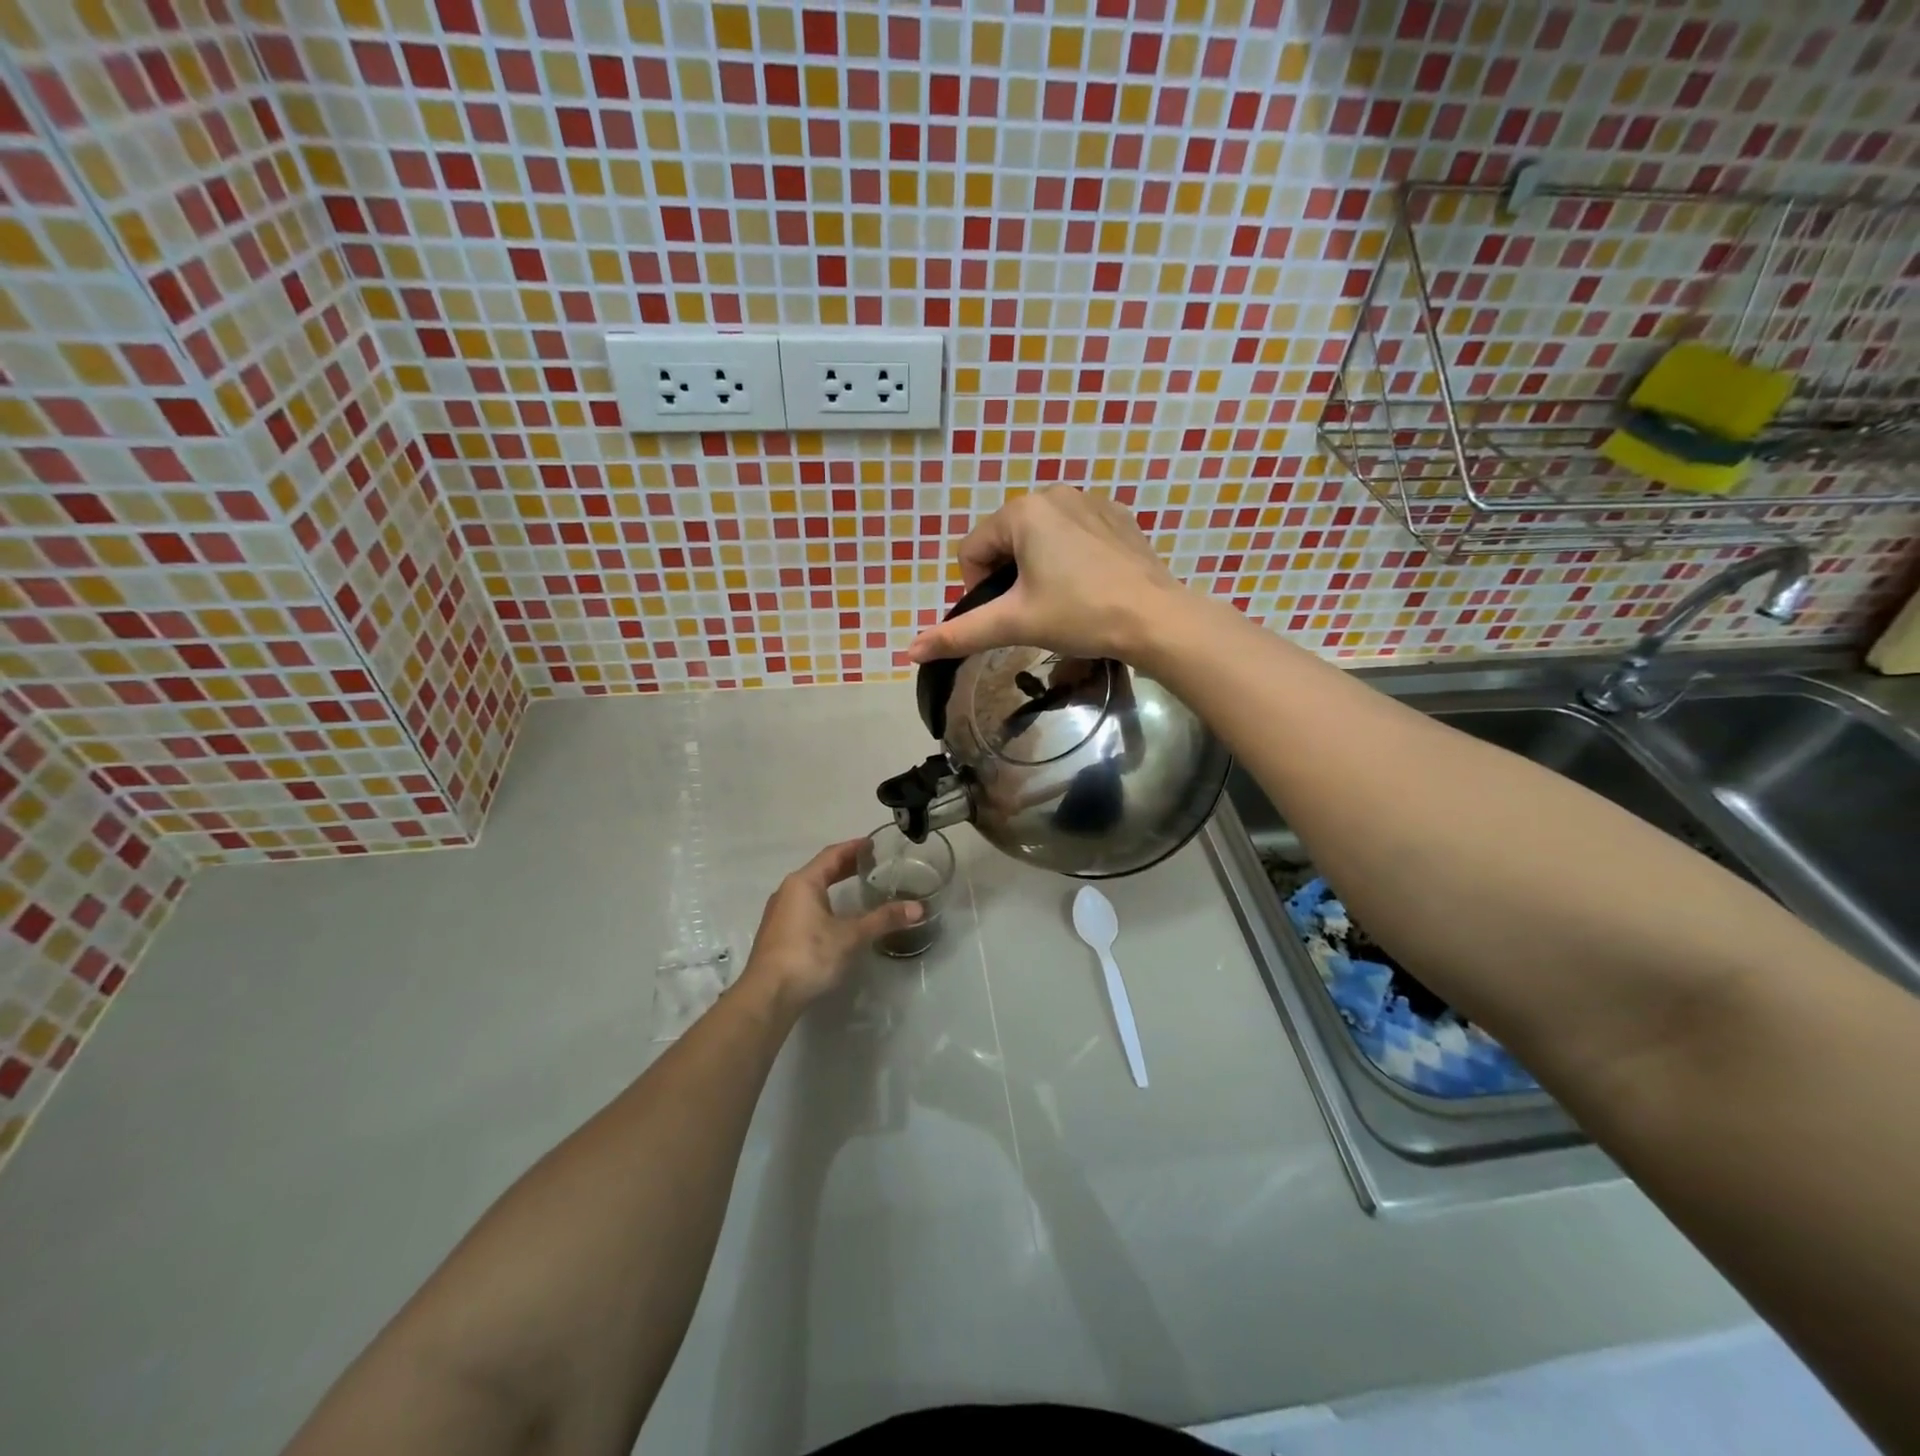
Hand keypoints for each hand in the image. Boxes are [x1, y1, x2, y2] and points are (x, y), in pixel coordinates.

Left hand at [738, 840, 921, 1011]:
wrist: (767, 995)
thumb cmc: (809, 955)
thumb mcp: (851, 936)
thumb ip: (883, 919)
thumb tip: (918, 909)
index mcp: (803, 883)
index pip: (832, 855)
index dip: (854, 847)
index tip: (873, 844)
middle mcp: (787, 892)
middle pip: (820, 870)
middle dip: (845, 866)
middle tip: (871, 864)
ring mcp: (779, 913)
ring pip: (810, 890)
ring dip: (833, 885)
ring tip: (857, 888)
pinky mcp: (777, 934)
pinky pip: (804, 907)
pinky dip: (824, 902)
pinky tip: (836, 917)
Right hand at [905, 486, 1185, 664]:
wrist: (1156, 618)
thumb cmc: (1080, 615)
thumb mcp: (1015, 624)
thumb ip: (960, 634)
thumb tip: (911, 651)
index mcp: (1022, 511)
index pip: (972, 550)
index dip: (979, 589)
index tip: (1009, 614)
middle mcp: (1054, 493)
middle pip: (1006, 541)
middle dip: (1010, 577)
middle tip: (1036, 611)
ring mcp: (1090, 500)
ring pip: (1040, 537)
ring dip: (1039, 568)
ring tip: (1064, 600)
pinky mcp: (1117, 516)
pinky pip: (1074, 534)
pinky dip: (1071, 558)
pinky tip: (1090, 585)